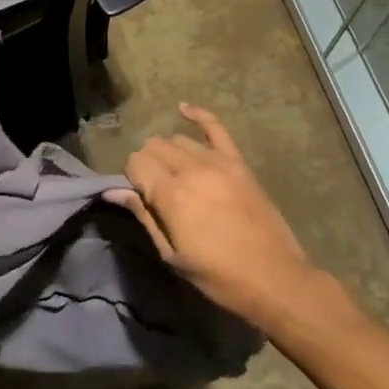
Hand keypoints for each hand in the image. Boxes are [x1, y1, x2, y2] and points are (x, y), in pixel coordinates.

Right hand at [107, 104, 320, 326]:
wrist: (274, 279)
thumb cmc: (218, 276)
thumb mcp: (172, 255)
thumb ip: (144, 216)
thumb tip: (114, 191)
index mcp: (171, 195)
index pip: (136, 163)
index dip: (132, 178)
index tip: (140, 196)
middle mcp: (191, 170)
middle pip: (154, 146)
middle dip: (147, 163)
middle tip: (156, 189)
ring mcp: (217, 162)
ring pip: (178, 139)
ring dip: (168, 152)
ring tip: (174, 173)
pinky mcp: (238, 162)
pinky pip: (215, 127)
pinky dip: (198, 115)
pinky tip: (184, 109)